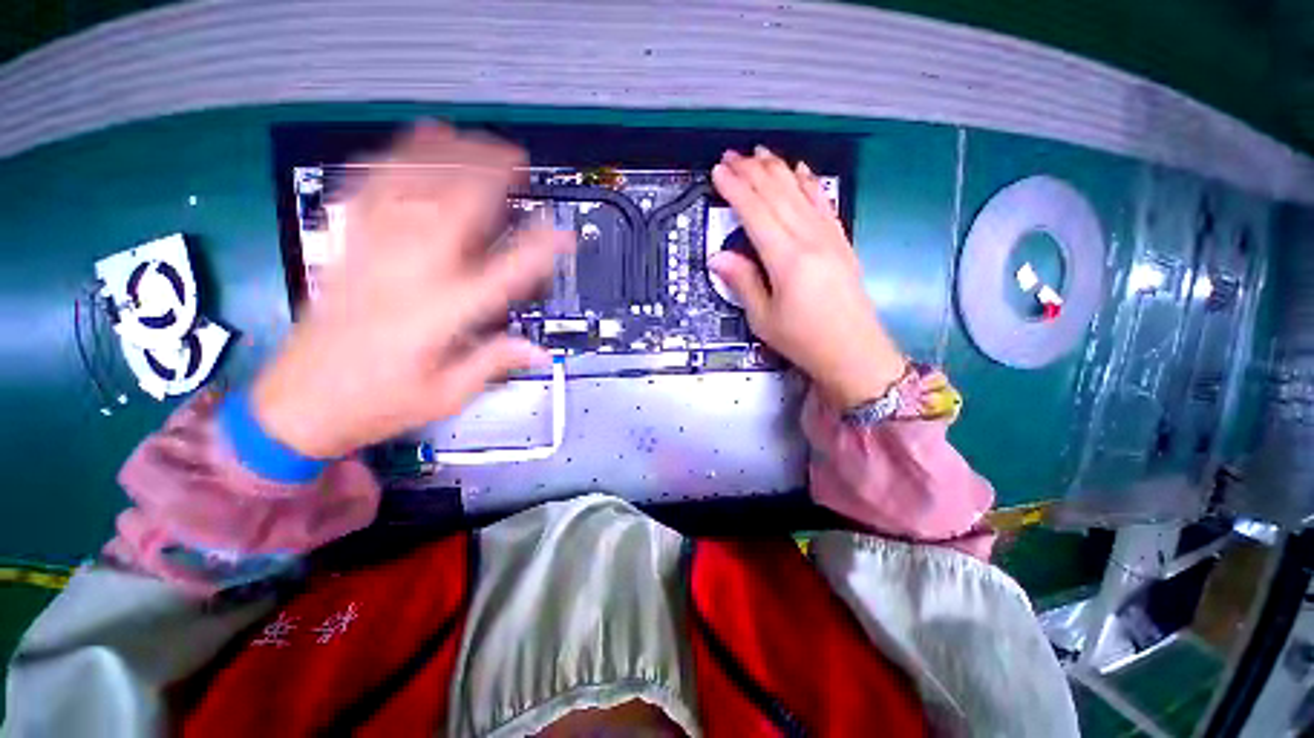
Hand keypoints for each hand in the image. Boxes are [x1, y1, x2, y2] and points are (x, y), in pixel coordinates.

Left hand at [252, 124, 574, 457]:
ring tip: (469, 138)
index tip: (563, 235)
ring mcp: (369, 256)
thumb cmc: (376, 405)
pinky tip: (405, 147)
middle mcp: (406, 276)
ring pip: (407, 190)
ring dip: (441, 157)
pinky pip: (363, 195)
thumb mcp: (445, 396)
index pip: (501, 275)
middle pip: (451, 211)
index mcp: (438, 315)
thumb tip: (537, 351)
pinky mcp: (344, 251)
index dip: (538, 251)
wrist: (297, 406)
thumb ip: (493, 364)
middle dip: (487, 177)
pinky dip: (386, 162)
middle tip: (516, 160)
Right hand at [710, 147, 904, 407]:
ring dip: (778, 170)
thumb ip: (742, 282)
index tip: (719, 172)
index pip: (756, 213)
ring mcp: (829, 238)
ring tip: (760, 153)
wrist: (853, 352)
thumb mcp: (763, 318)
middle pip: (778, 195)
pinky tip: (802, 170)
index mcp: (787, 259)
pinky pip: (824, 204)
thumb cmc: (804, 340)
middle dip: (753, 172)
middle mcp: (810, 240)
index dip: (736, 190)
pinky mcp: (841, 242)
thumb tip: (718, 256)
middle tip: (732, 156)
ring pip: (800, 192)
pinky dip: (811, 183)